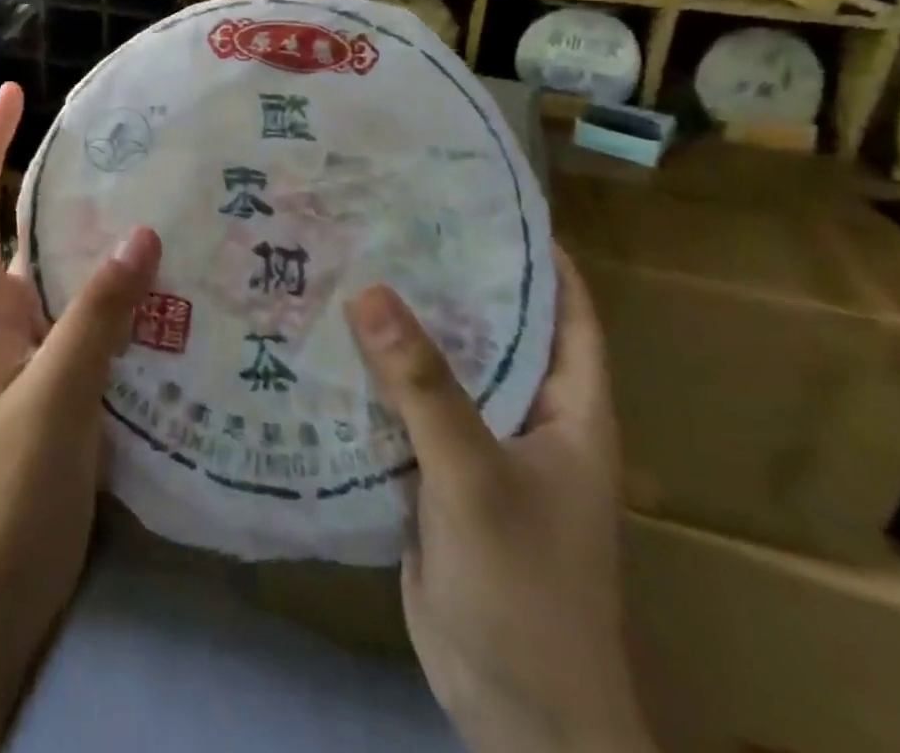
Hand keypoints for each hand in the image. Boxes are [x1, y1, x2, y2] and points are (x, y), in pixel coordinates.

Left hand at [0, 82, 161, 666]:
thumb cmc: (6, 493)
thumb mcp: (55, 397)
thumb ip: (96, 317)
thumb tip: (141, 232)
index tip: (14, 93)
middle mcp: (6, 318)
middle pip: (28, 232)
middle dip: (64, 187)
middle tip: (129, 154)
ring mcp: (35, 356)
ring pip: (69, 279)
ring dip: (104, 245)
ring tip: (167, 209)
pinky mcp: (63, 390)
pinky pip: (94, 326)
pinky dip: (125, 302)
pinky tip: (173, 294)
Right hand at [346, 249, 654, 752]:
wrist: (514, 714)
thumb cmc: (526, 588)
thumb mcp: (475, 476)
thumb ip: (423, 385)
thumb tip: (367, 291)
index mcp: (570, 407)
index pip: (566, 308)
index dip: (534, 252)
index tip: (476, 199)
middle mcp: (530, 415)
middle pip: (491, 329)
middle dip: (446, 279)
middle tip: (386, 222)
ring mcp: (481, 446)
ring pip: (442, 369)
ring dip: (402, 329)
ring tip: (347, 265)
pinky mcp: (439, 474)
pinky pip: (408, 409)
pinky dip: (377, 378)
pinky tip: (328, 343)